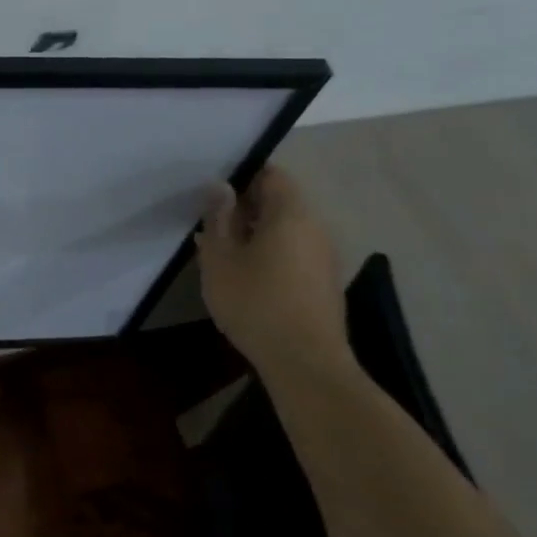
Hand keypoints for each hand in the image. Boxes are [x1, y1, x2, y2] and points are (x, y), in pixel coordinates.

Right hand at [195, 165, 350, 377]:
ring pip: (287, 229)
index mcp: (291, 214)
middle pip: (280, 201)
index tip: (214, 191)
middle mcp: (315, 227)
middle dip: (245, 207)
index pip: (271, 174)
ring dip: (256, 233)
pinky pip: (295, 252)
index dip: (242, 175)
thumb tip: (220, 186)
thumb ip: (218, 217)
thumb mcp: (220, 258)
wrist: (304, 362)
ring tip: (223, 251)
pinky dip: (270, 253)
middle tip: (211, 223)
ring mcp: (325, 256)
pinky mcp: (325, 282)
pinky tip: (246, 276)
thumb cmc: (255, 302)